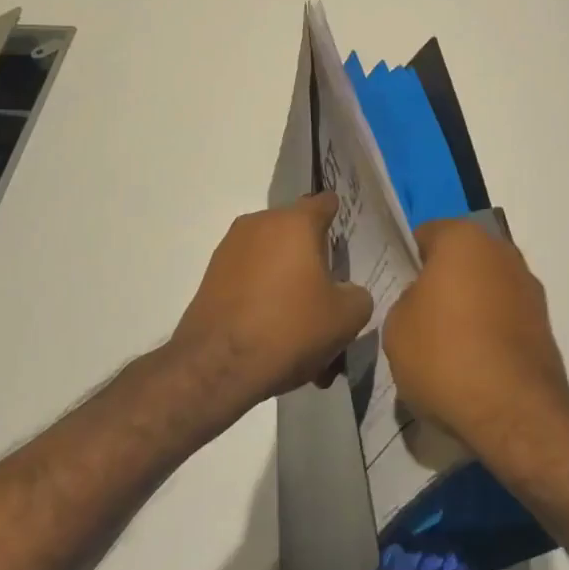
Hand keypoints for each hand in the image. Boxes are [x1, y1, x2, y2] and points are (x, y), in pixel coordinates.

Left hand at [168, 194, 373, 415]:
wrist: (217, 366)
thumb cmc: (290, 329)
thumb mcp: (346, 318)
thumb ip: (358, 295)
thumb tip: (347, 292)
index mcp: (295, 222)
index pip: (325, 203)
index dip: (339, 218)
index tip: (347, 241)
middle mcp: (260, 224)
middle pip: (296, 230)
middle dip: (312, 255)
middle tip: (327, 291)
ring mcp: (230, 248)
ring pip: (271, 255)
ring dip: (286, 277)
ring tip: (299, 318)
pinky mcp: (211, 276)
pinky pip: (249, 276)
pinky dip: (263, 294)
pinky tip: (272, 330)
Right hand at [384, 217, 568, 447]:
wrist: (513, 410)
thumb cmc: (444, 355)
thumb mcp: (396, 327)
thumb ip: (406, 301)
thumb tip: (424, 302)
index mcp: (463, 239)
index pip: (426, 235)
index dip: (408, 260)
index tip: (396, 288)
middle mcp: (501, 251)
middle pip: (460, 258)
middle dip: (442, 280)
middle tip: (419, 316)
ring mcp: (528, 285)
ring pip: (485, 286)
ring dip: (469, 305)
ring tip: (447, 345)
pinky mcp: (544, 321)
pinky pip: (504, 315)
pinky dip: (490, 330)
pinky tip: (474, 362)